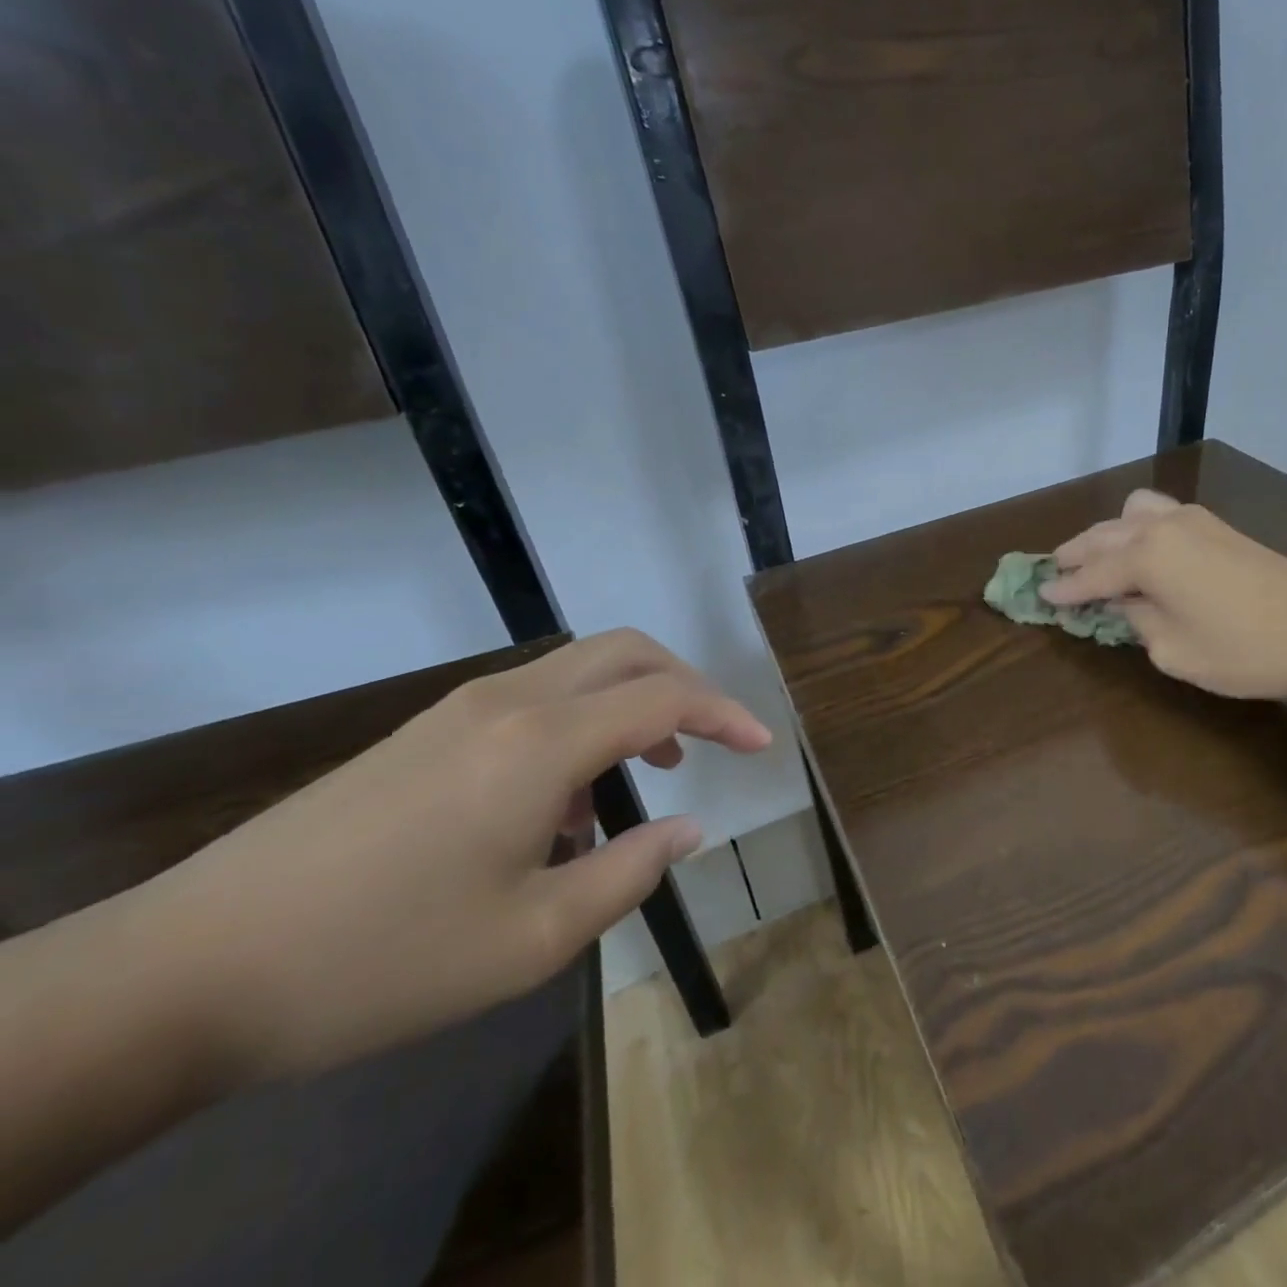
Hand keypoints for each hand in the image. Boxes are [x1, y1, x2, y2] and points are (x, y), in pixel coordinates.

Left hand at [140, 629, 770, 1085]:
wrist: (187, 969)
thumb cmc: (382, 960)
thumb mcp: (532, 939)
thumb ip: (629, 872)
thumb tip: (688, 829)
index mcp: (541, 744)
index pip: (664, 700)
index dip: (725, 714)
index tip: (762, 745)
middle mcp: (509, 703)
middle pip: (626, 652)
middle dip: (685, 684)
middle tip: (711, 740)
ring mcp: (461, 710)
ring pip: (580, 670)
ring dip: (632, 704)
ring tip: (641, 777)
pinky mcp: (428, 731)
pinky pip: (535, 698)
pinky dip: (582, 723)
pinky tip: (563, 801)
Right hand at [1043, 490, 1286, 700]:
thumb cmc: (1243, 649)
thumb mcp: (1174, 650)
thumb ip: (1140, 623)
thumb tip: (1131, 604)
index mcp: (1146, 556)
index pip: (1092, 574)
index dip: (1065, 588)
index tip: (1040, 595)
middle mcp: (1163, 527)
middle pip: (1105, 535)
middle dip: (1077, 552)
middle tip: (1056, 569)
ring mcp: (1195, 521)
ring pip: (1134, 513)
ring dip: (1109, 532)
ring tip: (1100, 555)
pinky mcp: (1220, 527)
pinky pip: (1163, 515)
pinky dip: (1140, 528)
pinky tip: (1145, 550)